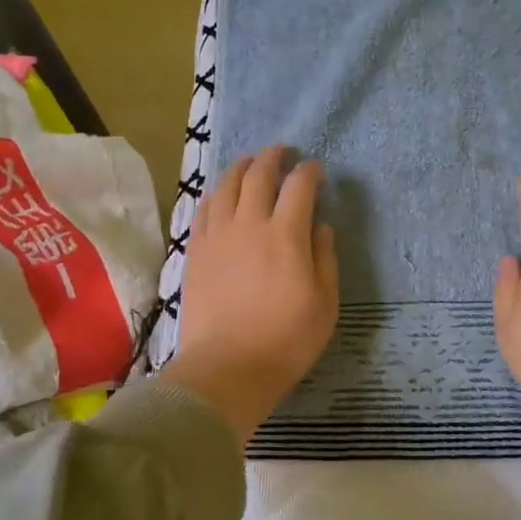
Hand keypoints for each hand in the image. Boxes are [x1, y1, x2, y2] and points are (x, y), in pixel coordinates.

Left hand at [161, 146, 339, 444]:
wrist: (228, 366)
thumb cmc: (287, 339)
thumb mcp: (325, 303)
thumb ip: (324, 258)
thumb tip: (320, 227)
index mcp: (286, 235)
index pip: (299, 187)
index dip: (309, 172)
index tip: (316, 170)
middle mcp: (249, 224)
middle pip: (259, 175)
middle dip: (273, 158)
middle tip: (282, 152)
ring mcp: (217, 236)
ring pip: (226, 186)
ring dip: (241, 168)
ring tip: (249, 164)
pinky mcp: (195, 251)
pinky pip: (203, 210)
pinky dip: (216, 194)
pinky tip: (220, 195)